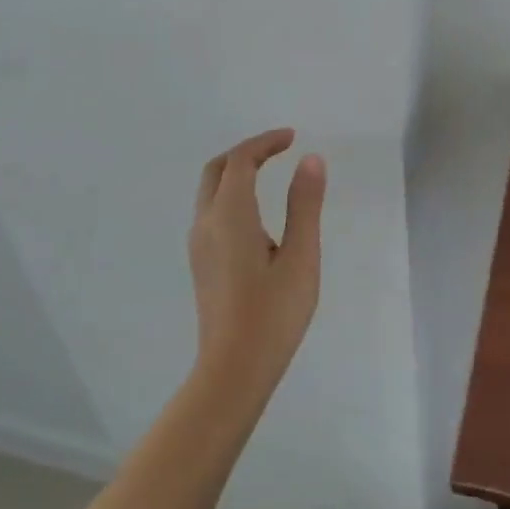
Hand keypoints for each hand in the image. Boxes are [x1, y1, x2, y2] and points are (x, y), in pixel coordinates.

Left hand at [188, 129, 325, 400]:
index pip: (241, 160)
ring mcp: (199, 245)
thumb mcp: (301, 256)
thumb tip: (310, 159)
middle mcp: (206, 223)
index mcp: (230, 215)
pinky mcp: (201, 263)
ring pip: (210, 191)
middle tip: (278, 149)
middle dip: (246, 152)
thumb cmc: (273, 313)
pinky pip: (211, 211)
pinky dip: (231, 194)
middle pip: (217, 170)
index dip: (265, 142)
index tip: (293, 137)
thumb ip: (305, 204)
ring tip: (271, 173)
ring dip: (236, 172)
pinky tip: (257, 214)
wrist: (233, 371)